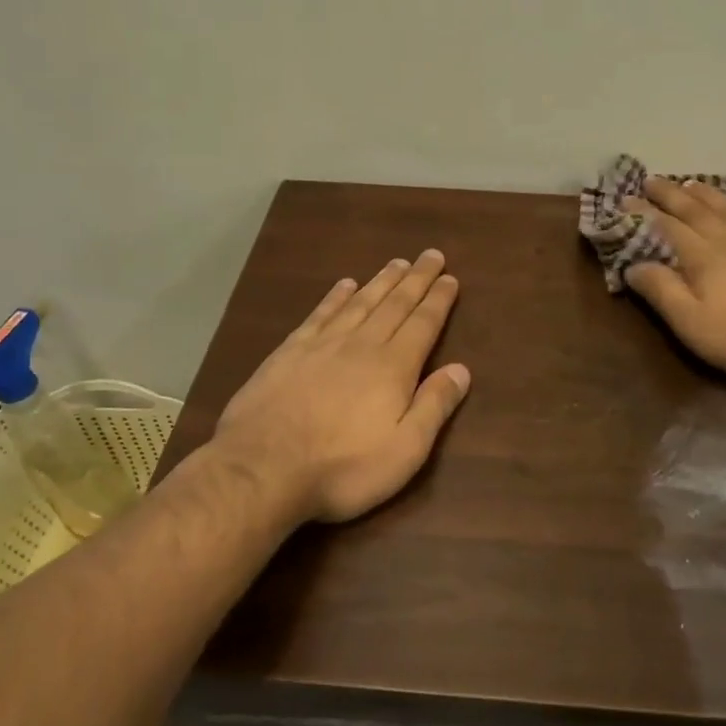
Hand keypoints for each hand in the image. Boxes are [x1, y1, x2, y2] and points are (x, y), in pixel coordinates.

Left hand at [210, 250, 470, 523]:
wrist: (263, 469)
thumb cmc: (343, 467)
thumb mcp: (404, 450)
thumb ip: (434, 406)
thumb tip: (461, 369)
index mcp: (393, 367)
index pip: (423, 324)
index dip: (438, 300)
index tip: (450, 278)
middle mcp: (362, 345)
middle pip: (395, 304)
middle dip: (416, 279)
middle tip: (431, 256)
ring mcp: (322, 345)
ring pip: (360, 303)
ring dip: (382, 281)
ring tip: (397, 262)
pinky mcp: (289, 352)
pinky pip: (320, 314)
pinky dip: (336, 296)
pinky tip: (345, 284)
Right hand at [627, 178, 725, 380]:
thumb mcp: (694, 324)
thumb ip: (662, 292)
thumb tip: (632, 265)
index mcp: (701, 258)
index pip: (664, 228)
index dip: (643, 214)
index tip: (625, 198)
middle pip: (694, 210)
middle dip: (670, 195)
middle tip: (651, 180)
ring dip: (708, 194)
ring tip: (691, 182)